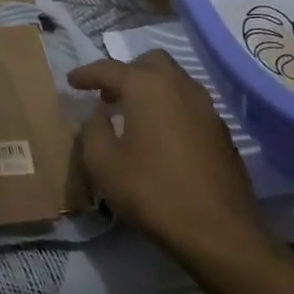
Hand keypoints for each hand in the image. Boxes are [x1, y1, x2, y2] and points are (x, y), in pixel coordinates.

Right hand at [70, 51, 266, 267]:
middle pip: (150, 62)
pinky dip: (170, 109)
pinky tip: (161, 136)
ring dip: (151, 89)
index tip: (71, 81)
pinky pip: (189, 105)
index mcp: (147, 86)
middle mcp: (179, 86)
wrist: (218, 231)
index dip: (87, 74)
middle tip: (108, 95)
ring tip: (133, 114)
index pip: (110, 69)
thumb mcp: (103, 164)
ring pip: (174, 81)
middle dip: (126, 72)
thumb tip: (100, 114)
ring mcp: (206, 107)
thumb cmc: (152, 191)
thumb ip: (93, 130)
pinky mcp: (221, 131)